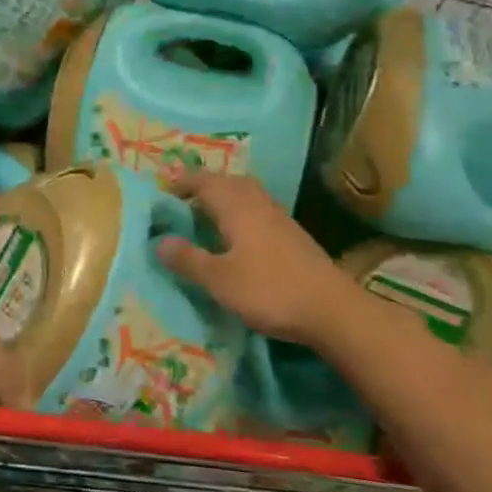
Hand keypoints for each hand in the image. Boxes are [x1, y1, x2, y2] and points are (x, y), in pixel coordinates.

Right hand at [155, 173, 360, 344]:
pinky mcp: (291, 235)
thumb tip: (159, 241)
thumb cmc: (269, 290)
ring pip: (245, 195)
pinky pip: (257, 210)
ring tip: (204, 218)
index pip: (203, 181)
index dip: (181, 183)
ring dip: (223, 199)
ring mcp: (278, 218)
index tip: (161, 194)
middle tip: (181, 203)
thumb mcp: (219, 279)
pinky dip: (239, 213)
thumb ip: (188, 259)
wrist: (332, 309)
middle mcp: (257, 203)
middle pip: (227, 182)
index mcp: (236, 206)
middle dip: (203, 186)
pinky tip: (234, 237)